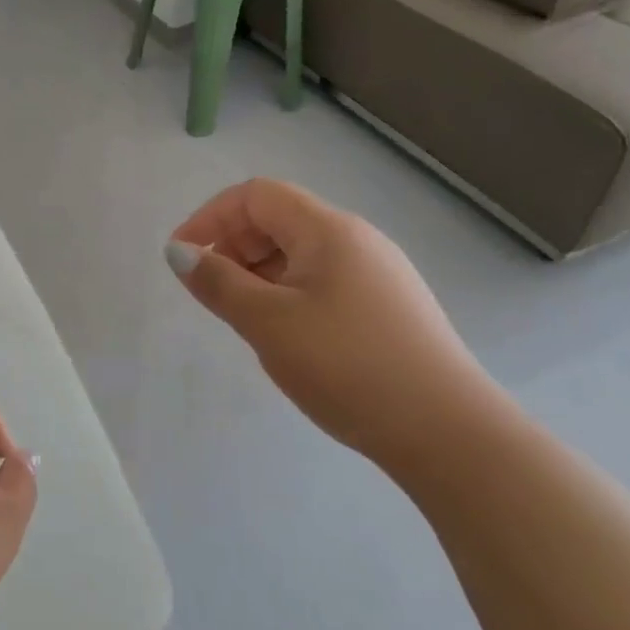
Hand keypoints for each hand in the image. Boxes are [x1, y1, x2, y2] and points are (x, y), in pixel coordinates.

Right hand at [168, 179, 492, 467]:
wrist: (451, 435)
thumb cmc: (348, 366)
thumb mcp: (268, 323)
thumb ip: (218, 283)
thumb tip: (179, 252)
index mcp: (328, 229)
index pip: (255, 195)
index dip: (210, 217)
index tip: (183, 258)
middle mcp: (356, 238)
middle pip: (279, 218)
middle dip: (234, 244)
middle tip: (213, 291)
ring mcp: (379, 272)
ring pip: (301, 252)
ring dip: (260, 271)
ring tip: (246, 317)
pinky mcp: (391, 306)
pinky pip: (324, 279)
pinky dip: (290, 291)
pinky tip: (289, 334)